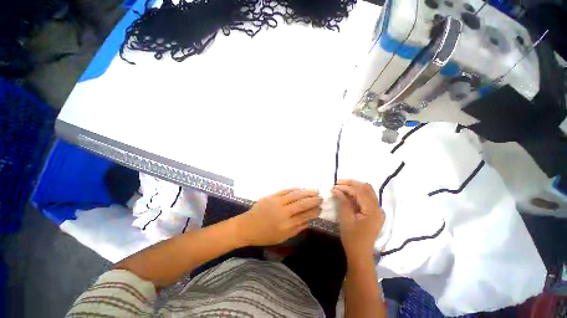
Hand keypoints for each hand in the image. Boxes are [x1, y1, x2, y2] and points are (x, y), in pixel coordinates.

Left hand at [236, 189, 321, 245]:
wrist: (247, 227)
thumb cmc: (264, 235)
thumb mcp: (282, 237)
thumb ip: (296, 229)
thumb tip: (308, 221)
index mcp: (287, 225)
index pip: (305, 216)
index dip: (314, 211)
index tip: (320, 208)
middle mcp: (284, 212)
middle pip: (302, 204)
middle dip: (313, 200)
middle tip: (321, 197)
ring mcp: (277, 202)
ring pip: (295, 195)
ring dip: (306, 192)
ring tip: (314, 191)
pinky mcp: (271, 196)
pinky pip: (285, 191)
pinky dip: (294, 189)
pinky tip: (300, 188)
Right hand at [333, 180, 383, 260]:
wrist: (360, 254)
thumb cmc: (352, 238)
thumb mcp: (345, 219)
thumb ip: (343, 202)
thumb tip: (336, 189)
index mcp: (372, 211)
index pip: (360, 192)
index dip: (346, 187)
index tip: (334, 186)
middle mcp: (378, 208)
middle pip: (366, 188)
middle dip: (351, 183)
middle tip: (338, 183)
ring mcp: (377, 210)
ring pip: (368, 191)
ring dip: (355, 186)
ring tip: (342, 186)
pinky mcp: (374, 213)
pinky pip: (367, 197)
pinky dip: (358, 193)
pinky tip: (348, 194)